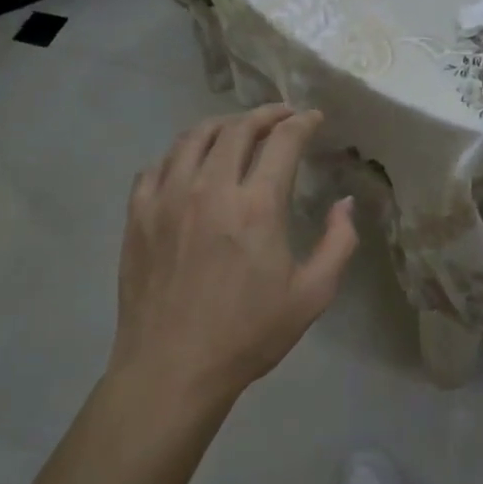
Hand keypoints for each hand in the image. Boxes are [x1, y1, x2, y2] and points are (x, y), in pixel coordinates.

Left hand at [111, 105, 357, 405]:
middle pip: (237, 128)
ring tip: (237, 129)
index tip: (313, 118)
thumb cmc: (248, 334)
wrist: (172, 369)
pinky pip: (157, 165)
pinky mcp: (137, 215)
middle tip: (281, 116)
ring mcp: (167, 198)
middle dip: (265, 114)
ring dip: (222, 125)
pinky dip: (180, 154)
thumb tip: (345, 203)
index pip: (283, 140)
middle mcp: (210, 188)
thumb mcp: (312, 295)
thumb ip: (338, 243)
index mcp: (257, 206)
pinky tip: (190, 164)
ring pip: (193, 137)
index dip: (302, 122)